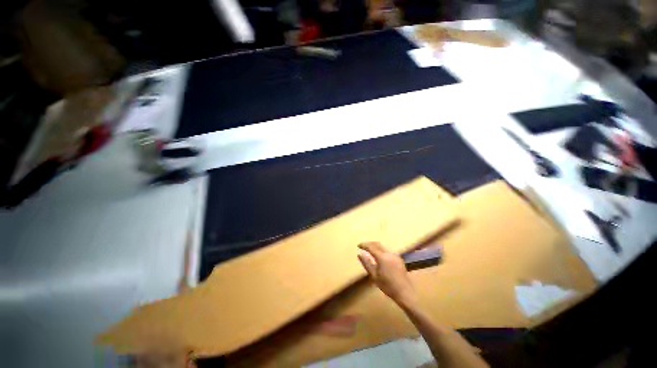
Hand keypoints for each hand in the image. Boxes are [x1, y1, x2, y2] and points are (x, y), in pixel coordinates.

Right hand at [358, 242, 417, 308]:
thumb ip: (366, 263)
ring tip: (370, 250)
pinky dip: (381, 250)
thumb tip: (359, 254)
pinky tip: (379, 256)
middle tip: (363, 246)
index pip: (371, 247)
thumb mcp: (374, 276)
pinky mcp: (399, 258)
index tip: (358, 245)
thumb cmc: (387, 286)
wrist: (404, 292)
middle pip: (377, 244)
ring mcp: (395, 255)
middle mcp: (389, 253)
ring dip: (375, 246)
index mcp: (382, 257)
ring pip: (383, 247)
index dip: (364, 245)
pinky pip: (387, 251)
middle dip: (369, 244)